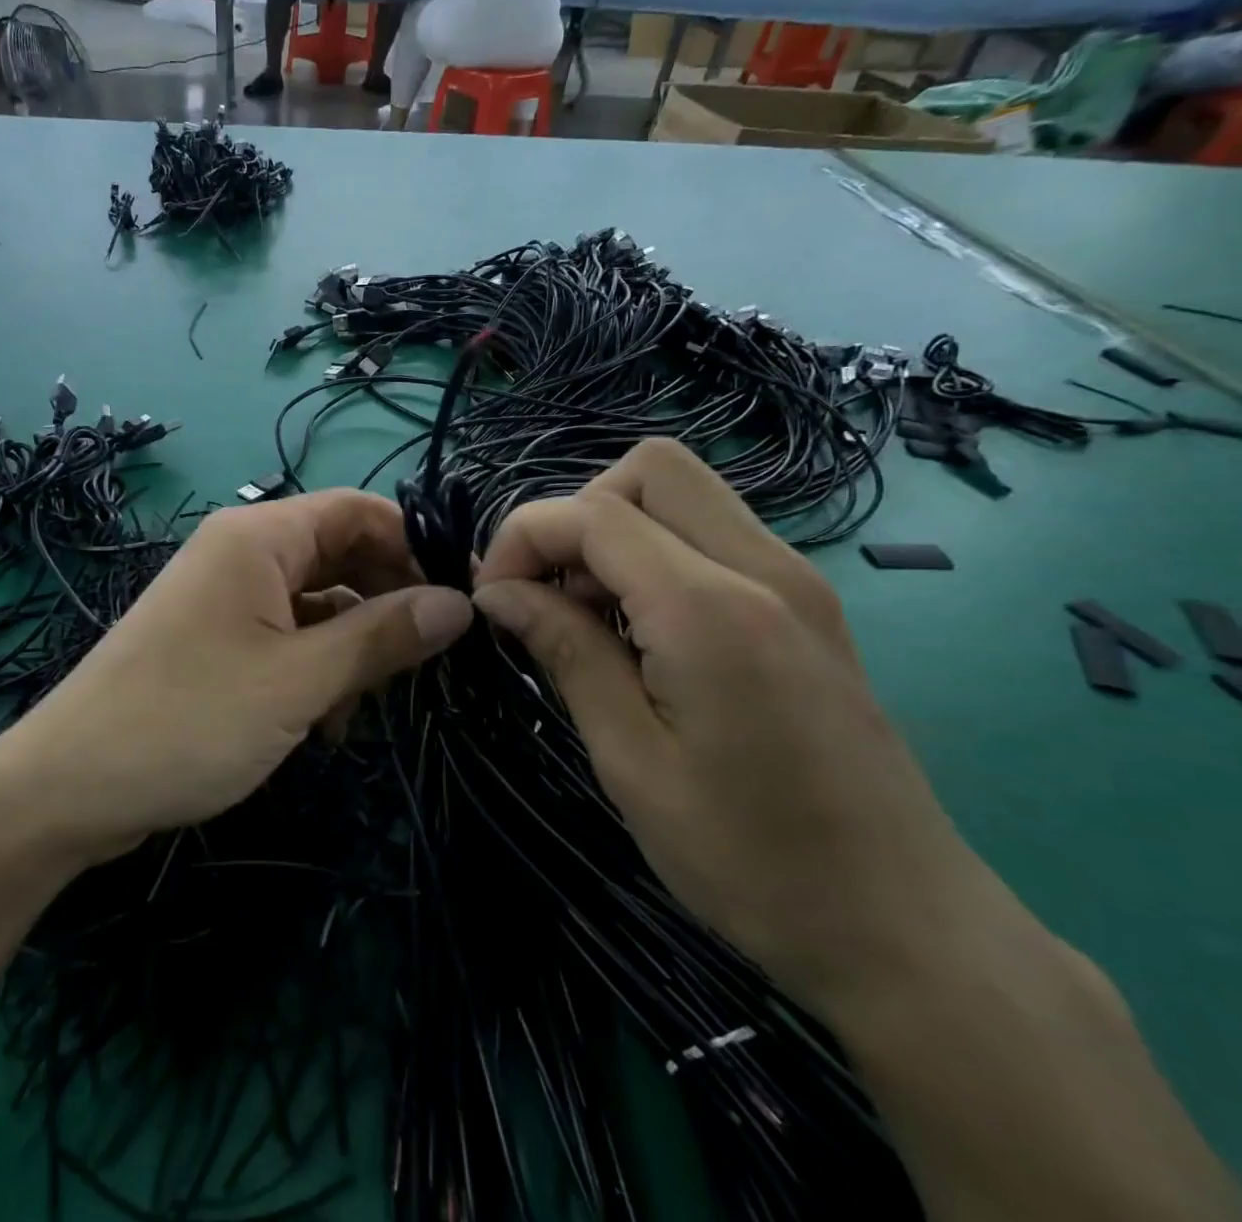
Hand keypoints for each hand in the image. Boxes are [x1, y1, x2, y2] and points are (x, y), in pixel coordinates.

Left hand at [4, 490, 472, 861]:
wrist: (70, 787)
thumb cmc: (189, 720)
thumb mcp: (299, 682)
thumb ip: (381, 636)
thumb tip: (460, 604)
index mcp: (258, 537)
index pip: (358, 510)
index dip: (414, 547)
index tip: (461, 600)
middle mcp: (241, 554)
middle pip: (339, 556)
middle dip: (383, 605)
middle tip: (421, 663)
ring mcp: (224, 598)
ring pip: (316, 603)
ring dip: (349, 648)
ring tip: (362, 706)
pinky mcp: (215, 641)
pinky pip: (285, 637)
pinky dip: (314, 669)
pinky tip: (323, 723)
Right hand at [471, 439, 980, 1015]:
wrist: (909, 933)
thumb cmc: (752, 860)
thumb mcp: (630, 760)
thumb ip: (565, 651)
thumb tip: (498, 592)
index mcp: (713, 611)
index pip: (593, 513)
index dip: (523, 538)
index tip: (493, 601)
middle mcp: (763, 569)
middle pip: (650, 468)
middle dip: (576, 513)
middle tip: (548, 591)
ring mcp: (797, 582)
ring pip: (682, 493)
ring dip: (614, 531)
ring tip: (585, 615)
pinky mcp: (807, 605)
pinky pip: (712, 534)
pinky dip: (654, 553)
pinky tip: (637, 630)